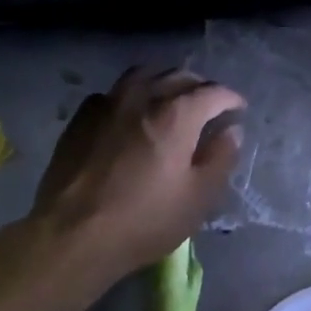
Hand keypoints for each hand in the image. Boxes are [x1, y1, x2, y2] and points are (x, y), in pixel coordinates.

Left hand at [28, 67, 244, 276]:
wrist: (72, 234)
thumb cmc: (144, 220)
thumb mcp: (198, 197)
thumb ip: (221, 158)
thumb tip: (232, 131)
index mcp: (176, 114)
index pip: (212, 92)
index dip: (230, 99)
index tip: (238, 109)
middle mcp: (142, 97)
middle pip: (177, 76)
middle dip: (199, 86)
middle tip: (209, 105)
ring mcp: (107, 104)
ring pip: (142, 76)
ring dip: (163, 82)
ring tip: (170, 98)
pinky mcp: (81, 118)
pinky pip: (113, 93)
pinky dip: (131, 96)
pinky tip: (130, 115)